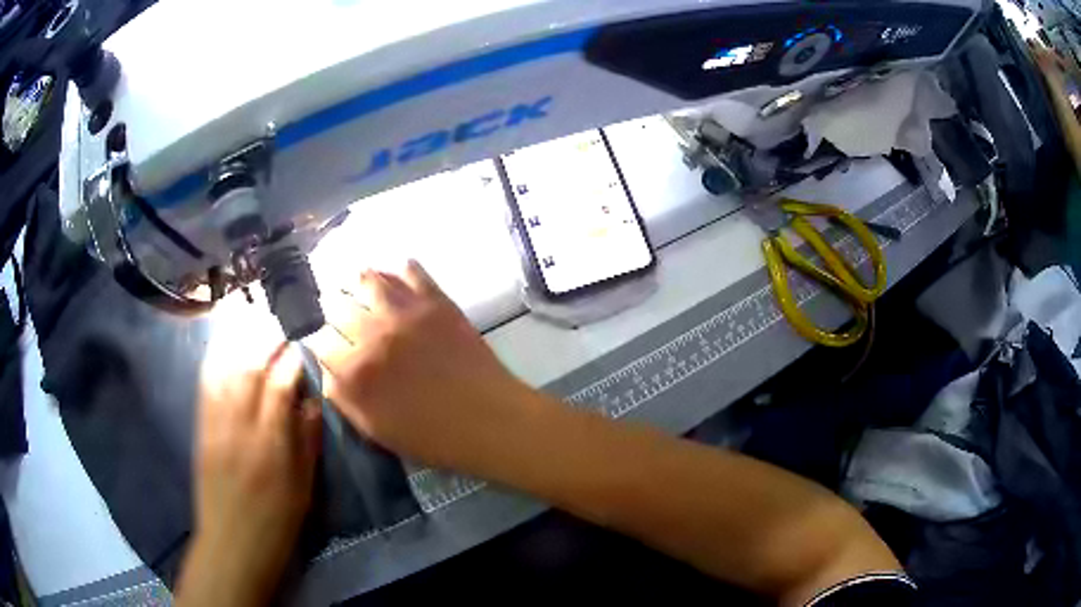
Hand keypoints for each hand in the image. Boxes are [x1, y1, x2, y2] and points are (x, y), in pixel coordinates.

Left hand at [177, 340, 320, 606]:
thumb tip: (310, 401)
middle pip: (250, 368)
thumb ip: (307, 442)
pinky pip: (205, 386)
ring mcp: (216, 425)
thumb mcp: (304, 488)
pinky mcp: (201, 429)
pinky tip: (219, 341)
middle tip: (276, 317)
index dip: (293, 358)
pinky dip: (213, 358)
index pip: (282, 385)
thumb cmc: (276, 522)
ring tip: (247, 313)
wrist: (232, 543)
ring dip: (236, 338)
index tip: (302, 341)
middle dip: (264, 337)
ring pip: (224, 370)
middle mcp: (241, 426)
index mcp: (272, 444)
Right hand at [307, 261, 535, 473]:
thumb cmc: (432, 437)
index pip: (320, 341)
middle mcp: (372, 334)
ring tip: (359, 287)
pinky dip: (399, 272)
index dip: (322, 344)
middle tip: (341, 315)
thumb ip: (343, 397)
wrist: (489, 420)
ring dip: (358, 283)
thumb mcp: (375, 429)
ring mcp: (405, 312)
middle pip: (337, 306)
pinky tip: (397, 280)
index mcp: (354, 371)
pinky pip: (410, 271)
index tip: (330, 347)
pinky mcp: (436, 301)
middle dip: (334, 311)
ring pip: (367, 279)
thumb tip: (327, 370)